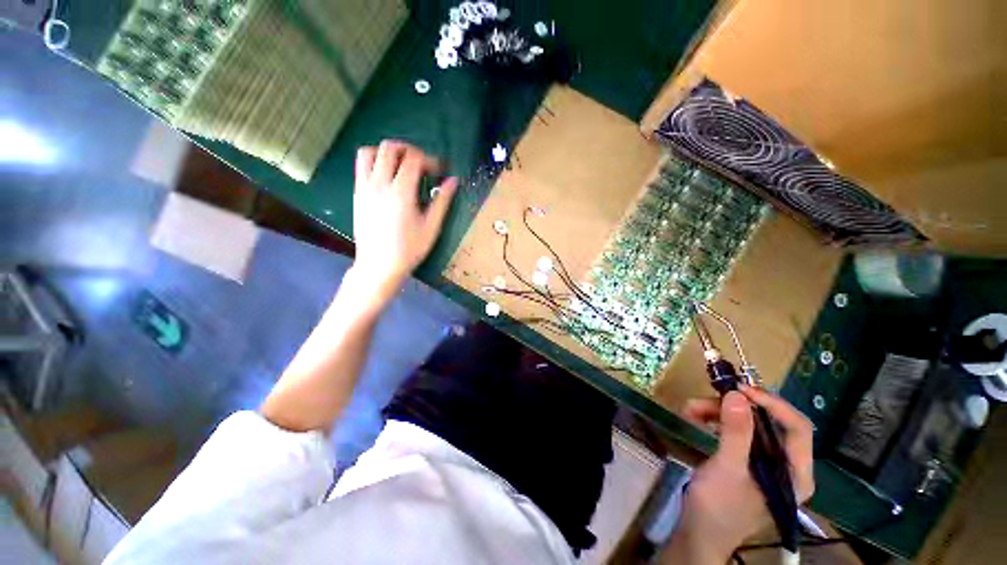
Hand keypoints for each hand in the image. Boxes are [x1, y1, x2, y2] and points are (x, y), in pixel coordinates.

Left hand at [351, 141, 457, 300]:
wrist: (379, 265)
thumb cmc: (409, 249)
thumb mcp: (431, 227)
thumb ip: (442, 201)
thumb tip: (454, 181)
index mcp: (401, 193)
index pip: (413, 159)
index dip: (429, 159)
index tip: (439, 171)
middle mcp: (379, 184)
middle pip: (389, 148)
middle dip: (409, 150)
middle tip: (421, 164)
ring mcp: (364, 187)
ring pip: (369, 152)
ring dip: (387, 152)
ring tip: (401, 166)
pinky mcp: (357, 194)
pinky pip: (361, 166)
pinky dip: (374, 162)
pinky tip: (387, 177)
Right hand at [669, 386, 814, 562]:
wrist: (698, 533)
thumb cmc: (719, 507)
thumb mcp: (727, 469)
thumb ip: (736, 433)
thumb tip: (737, 394)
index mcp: (795, 473)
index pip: (797, 427)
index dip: (771, 404)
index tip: (739, 390)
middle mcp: (785, 464)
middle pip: (769, 422)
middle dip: (735, 407)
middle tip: (705, 399)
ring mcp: (764, 462)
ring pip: (748, 423)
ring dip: (718, 412)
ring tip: (690, 410)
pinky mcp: (744, 459)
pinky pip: (734, 431)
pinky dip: (714, 421)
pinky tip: (695, 419)